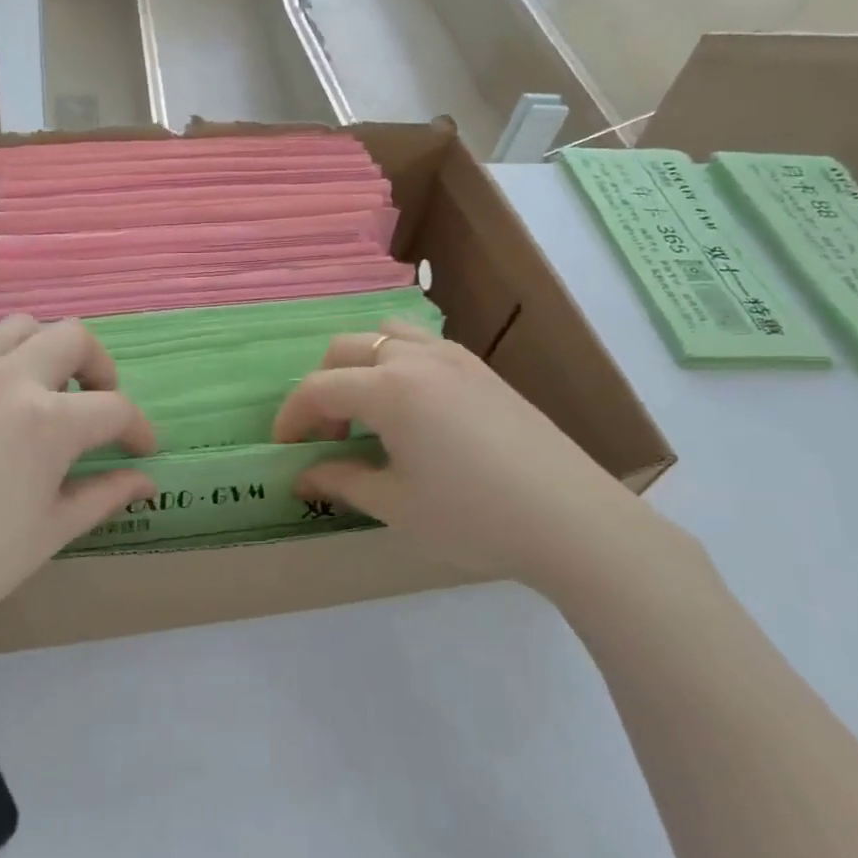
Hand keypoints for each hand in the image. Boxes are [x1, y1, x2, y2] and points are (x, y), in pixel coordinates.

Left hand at [0, 317, 155, 638]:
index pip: (114, 408)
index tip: (142, 449)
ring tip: (48, 390)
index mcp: (48, 421)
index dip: (137, 429)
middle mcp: (10, 379)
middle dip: (100, 367)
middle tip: (98, 404)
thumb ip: (104, 495)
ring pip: (21, 326)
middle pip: (73, 337)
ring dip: (47, 349)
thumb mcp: (50, 531)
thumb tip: (146, 481)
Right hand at [272, 321, 655, 597]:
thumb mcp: (396, 504)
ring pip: (385, 336)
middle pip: (346, 350)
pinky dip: (395, 365)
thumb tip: (302, 477)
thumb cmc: (473, 516)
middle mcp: (417, 358)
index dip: (291, 417)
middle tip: (329, 437)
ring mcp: (454, 357)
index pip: (318, 388)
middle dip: (322, 389)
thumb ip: (341, 481)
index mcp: (389, 388)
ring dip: (360, 366)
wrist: (573, 521)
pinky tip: (412, 412)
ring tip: (367, 414)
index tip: (283, 448)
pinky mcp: (481, 369)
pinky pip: (420, 346)